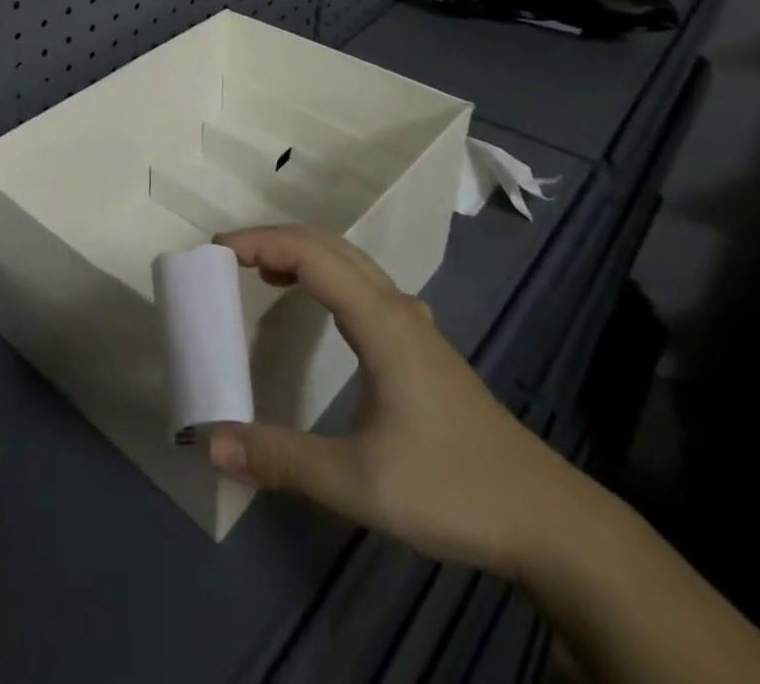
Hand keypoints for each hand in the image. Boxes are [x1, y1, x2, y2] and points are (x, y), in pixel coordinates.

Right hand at [208, 226, 587, 578]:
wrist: (549, 521)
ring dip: (302, 253)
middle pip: (330, 245)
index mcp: (381, 322)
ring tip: (261, 272)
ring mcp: (414, 325)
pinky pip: (364, 284)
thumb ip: (282, 460)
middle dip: (275, 238)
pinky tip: (321, 306)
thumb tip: (211, 443)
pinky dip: (326, 274)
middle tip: (229, 257)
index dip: (261, 243)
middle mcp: (396, 308)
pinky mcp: (423, 346)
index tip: (216, 252)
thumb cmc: (454, 490)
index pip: (311, 256)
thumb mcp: (359, 484)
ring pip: (351, 261)